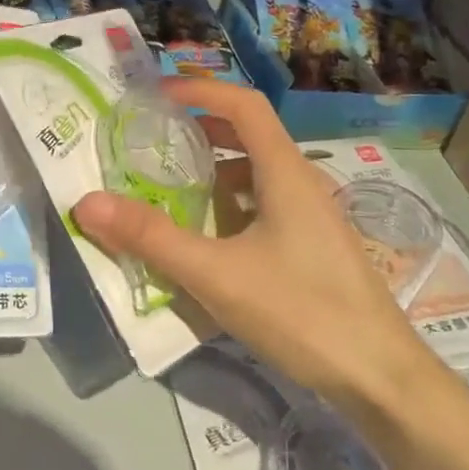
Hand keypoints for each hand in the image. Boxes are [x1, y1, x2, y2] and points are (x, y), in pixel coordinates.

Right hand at [71, 77, 432, 404]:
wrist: (382, 378)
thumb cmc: (302, 313)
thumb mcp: (216, 275)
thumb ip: (151, 238)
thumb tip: (87, 203)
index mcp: (285, 173)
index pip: (244, 105)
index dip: (200, 91)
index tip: (156, 95)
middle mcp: (303, 184)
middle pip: (250, 136)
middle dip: (201, 130)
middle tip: (155, 140)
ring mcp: (313, 217)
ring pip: (258, 174)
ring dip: (215, 171)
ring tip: (172, 188)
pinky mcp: (315, 248)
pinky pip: (266, 206)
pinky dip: (232, 206)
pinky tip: (210, 239)